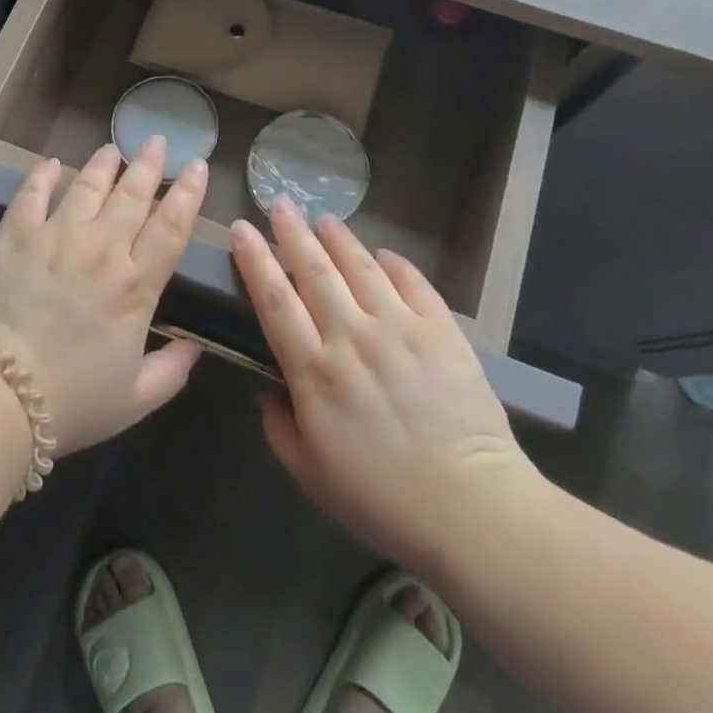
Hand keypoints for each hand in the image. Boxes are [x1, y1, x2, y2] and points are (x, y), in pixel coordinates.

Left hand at [0, 137, 206, 453]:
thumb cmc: (69, 402)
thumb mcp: (135, 399)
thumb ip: (172, 371)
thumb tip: (197, 347)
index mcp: (135, 285)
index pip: (171, 227)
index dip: (188, 194)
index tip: (198, 166)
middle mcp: (101, 249)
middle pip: (132, 196)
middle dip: (149, 165)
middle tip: (156, 140)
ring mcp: (55, 237)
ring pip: (87, 187)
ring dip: (103, 165)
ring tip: (112, 149)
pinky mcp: (13, 237)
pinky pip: (31, 195)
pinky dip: (42, 176)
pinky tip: (51, 163)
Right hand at [230, 201, 546, 574]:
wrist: (470, 508)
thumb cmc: (381, 499)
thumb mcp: (311, 474)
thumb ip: (279, 427)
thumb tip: (267, 392)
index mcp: (314, 371)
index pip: (274, 300)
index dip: (254, 260)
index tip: (242, 230)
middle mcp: (352, 336)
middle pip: (314, 271)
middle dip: (292, 232)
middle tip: (280, 204)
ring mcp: (400, 328)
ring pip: (361, 267)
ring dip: (338, 238)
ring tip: (324, 218)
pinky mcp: (442, 330)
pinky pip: (413, 283)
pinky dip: (396, 263)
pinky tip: (383, 253)